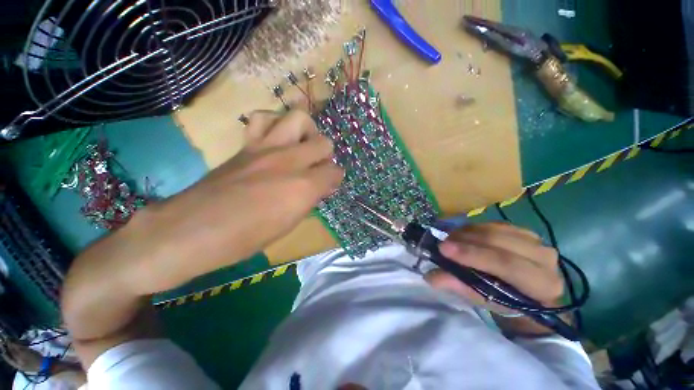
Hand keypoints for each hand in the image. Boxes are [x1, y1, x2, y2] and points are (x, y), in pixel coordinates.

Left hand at [125, 109, 343, 293]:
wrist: (194, 230)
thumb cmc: (248, 237)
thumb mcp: (290, 224)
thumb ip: (310, 199)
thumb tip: (321, 186)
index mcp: (303, 186)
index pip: (335, 172)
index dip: (335, 179)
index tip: (329, 185)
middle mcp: (290, 161)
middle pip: (324, 142)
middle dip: (325, 156)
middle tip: (317, 168)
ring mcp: (267, 147)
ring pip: (299, 118)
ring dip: (306, 132)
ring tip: (301, 147)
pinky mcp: (247, 145)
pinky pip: (264, 118)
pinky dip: (274, 124)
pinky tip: (274, 140)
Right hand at [425, 222, 566, 335]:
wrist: (527, 292)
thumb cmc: (507, 301)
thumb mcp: (483, 299)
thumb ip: (459, 286)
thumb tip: (431, 276)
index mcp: (542, 284)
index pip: (506, 264)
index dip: (473, 255)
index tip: (443, 249)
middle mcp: (545, 258)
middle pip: (499, 241)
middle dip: (465, 240)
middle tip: (442, 243)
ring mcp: (536, 241)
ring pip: (495, 229)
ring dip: (467, 232)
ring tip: (449, 239)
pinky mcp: (525, 231)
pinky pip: (495, 224)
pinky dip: (475, 228)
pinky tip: (462, 234)